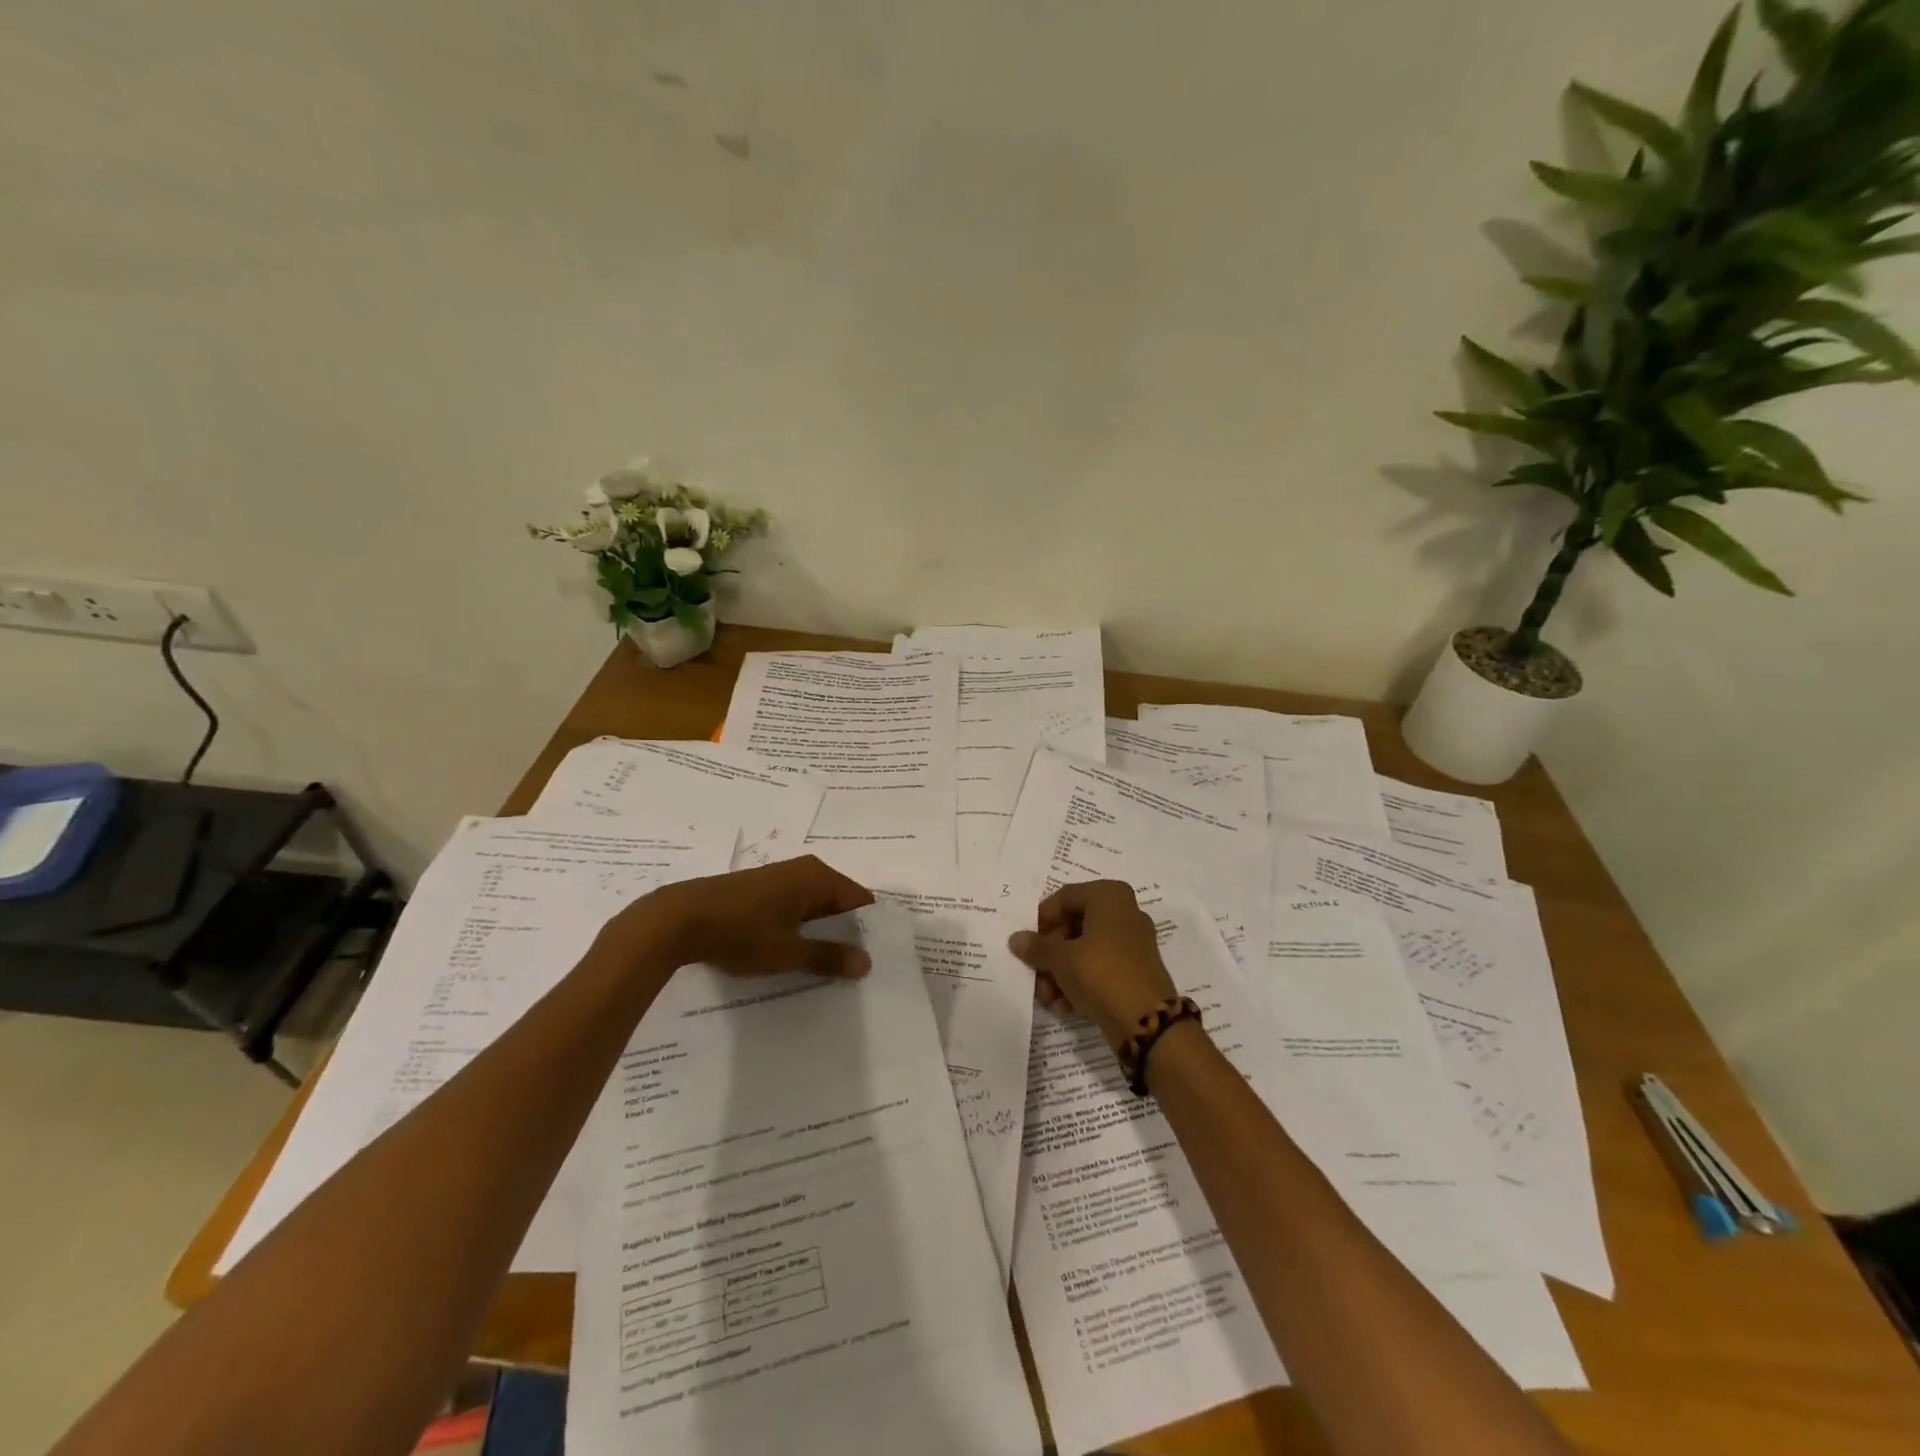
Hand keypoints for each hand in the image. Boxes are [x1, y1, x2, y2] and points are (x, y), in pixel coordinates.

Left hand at [608, 855, 875, 980]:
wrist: (674, 919)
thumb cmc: (739, 932)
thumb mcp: (787, 952)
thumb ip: (828, 957)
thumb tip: (867, 963)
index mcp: (817, 877)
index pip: (860, 900)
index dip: (868, 930)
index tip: (874, 960)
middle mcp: (803, 870)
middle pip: (838, 903)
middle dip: (845, 934)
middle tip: (853, 971)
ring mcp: (779, 879)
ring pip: (814, 908)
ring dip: (820, 935)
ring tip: (826, 970)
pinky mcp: (759, 890)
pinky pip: (793, 909)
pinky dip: (799, 930)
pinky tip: (794, 957)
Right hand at [1008, 880, 1178, 1049]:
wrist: (1147, 1021)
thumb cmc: (1100, 973)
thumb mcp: (1061, 959)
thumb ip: (1036, 947)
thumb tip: (1016, 939)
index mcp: (1109, 896)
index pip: (1064, 898)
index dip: (1042, 921)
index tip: (1029, 945)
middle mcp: (1124, 912)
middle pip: (1073, 926)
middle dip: (1050, 955)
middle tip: (1036, 976)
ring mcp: (1132, 942)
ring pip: (1085, 950)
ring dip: (1061, 974)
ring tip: (1049, 999)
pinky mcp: (1135, 969)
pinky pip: (1100, 967)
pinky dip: (1081, 983)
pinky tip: (1065, 1007)